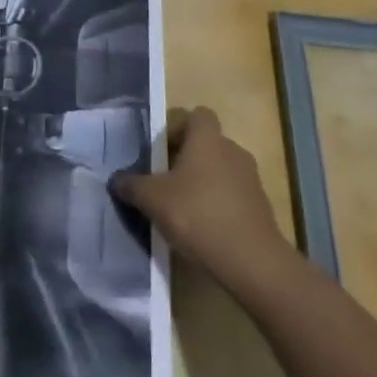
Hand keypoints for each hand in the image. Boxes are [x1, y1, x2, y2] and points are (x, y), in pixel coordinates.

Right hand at [111, 107, 292, 299]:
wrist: (252, 262)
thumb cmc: (197, 215)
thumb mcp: (152, 200)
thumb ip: (131, 185)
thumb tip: (116, 179)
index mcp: (207, 139)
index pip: (197, 115)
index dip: (179, 128)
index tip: (162, 150)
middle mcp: (232, 151)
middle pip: (207, 144)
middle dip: (187, 159)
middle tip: (165, 182)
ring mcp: (251, 179)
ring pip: (221, 170)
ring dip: (204, 183)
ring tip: (183, 209)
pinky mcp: (261, 207)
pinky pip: (233, 196)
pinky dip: (219, 205)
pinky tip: (204, 229)